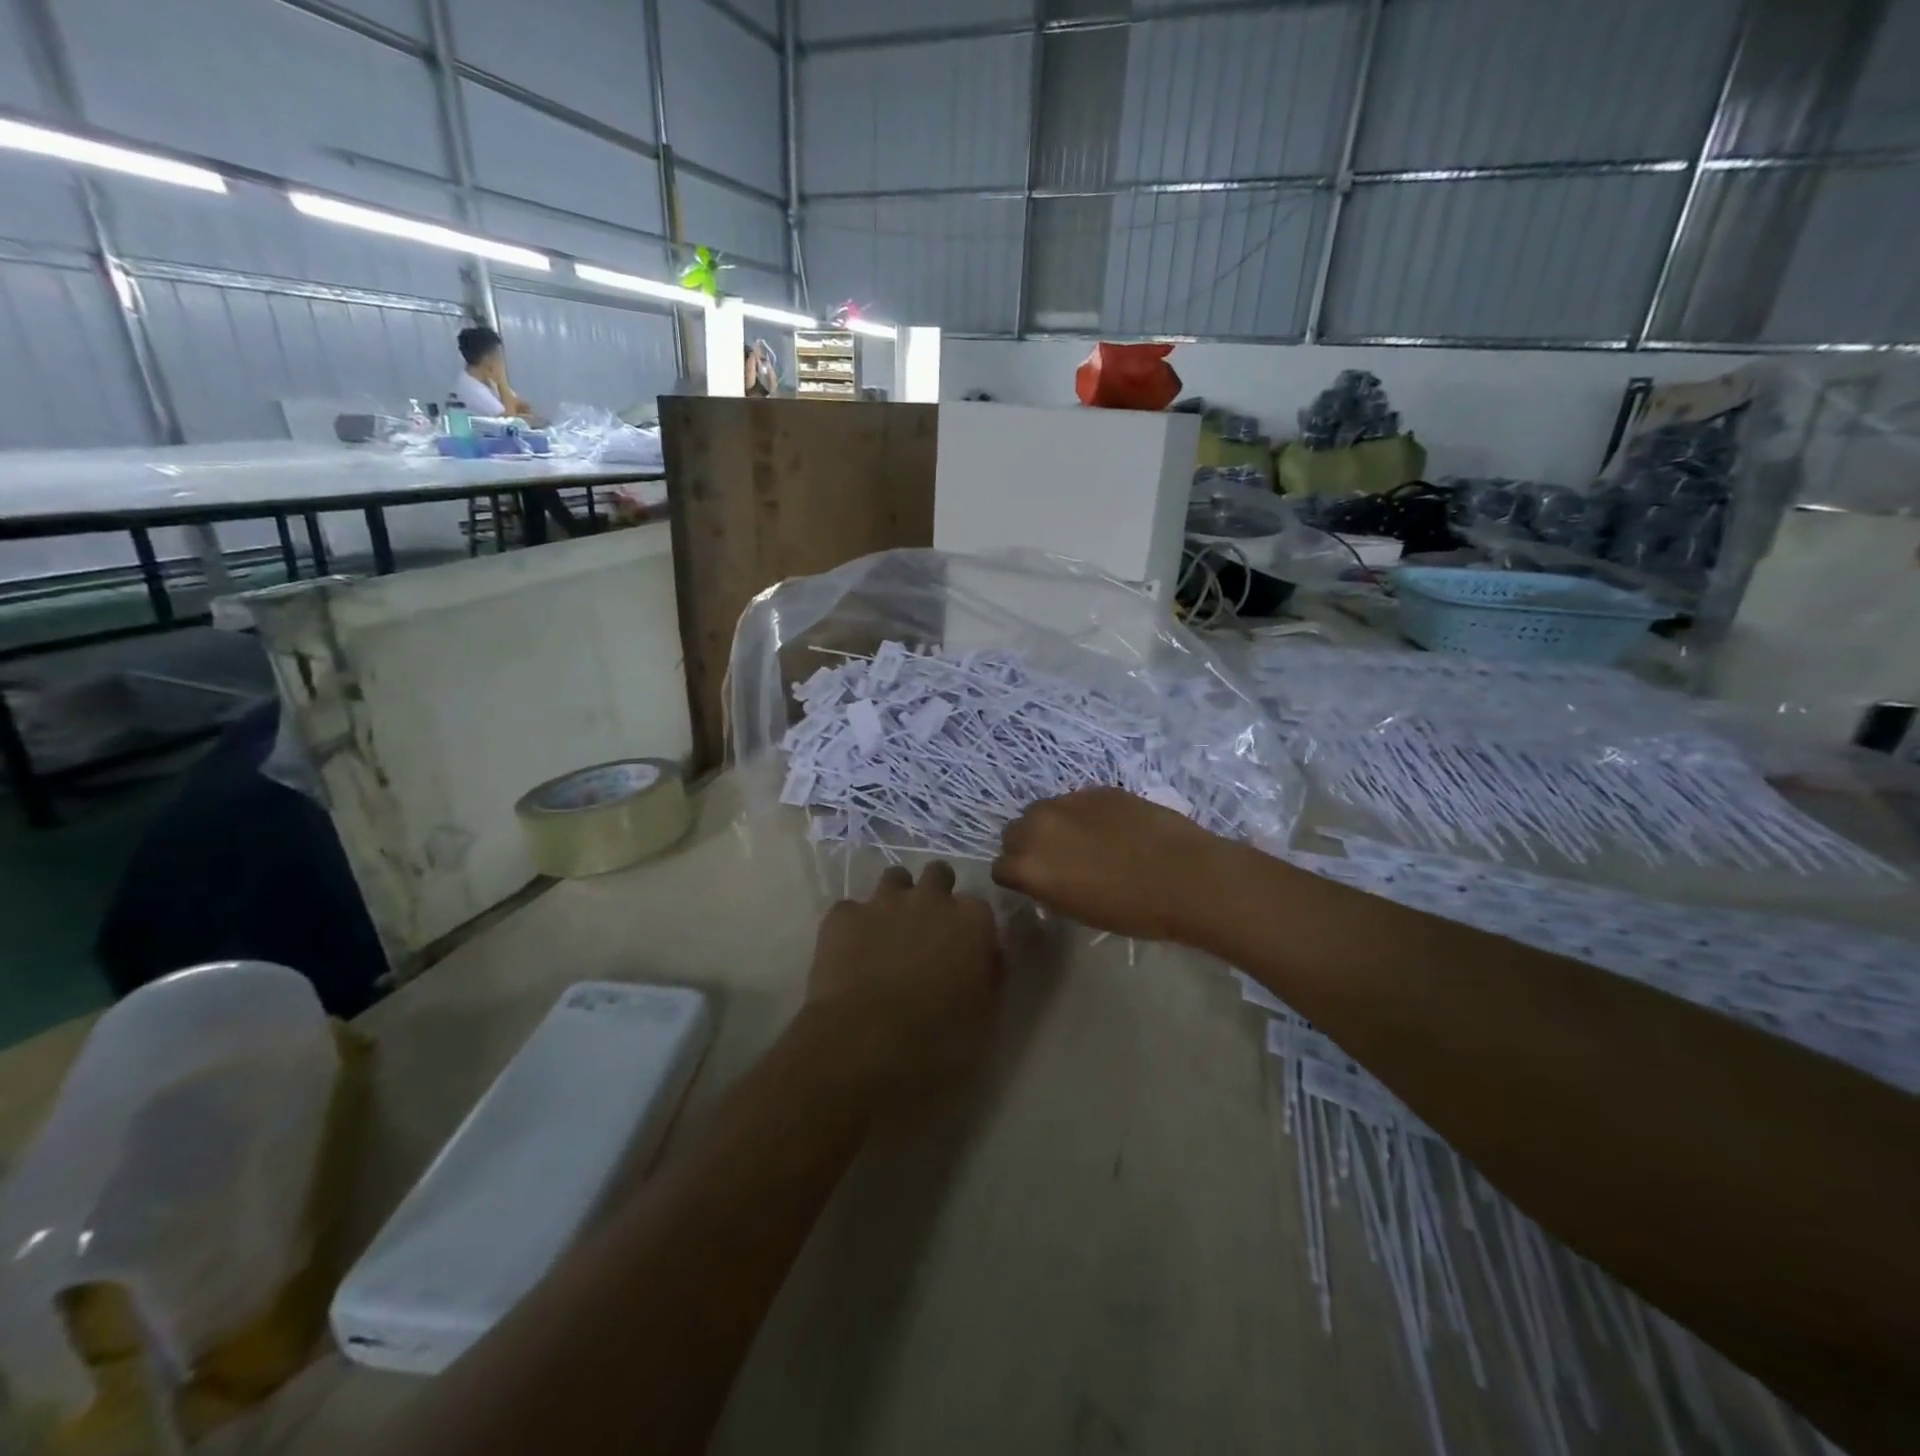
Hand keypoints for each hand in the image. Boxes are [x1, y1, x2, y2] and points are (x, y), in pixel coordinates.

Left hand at [803, 862, 1003, 1095]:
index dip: (968, 928)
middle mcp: (930, 898)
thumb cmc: (939, 1041)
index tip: (962, 950)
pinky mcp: (842, 916)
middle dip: (934, 894)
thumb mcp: (986, 1017)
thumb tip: (988, 956)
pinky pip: (850, 910)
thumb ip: (990, 975)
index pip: (977, 907)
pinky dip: (852, 926)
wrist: (866, 1046)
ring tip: (887, 933)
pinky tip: (849, 953)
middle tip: (926, 931)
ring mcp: (883, 902)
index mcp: (972, 919)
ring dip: (895, 899)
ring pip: (894, 879)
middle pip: (937, 875)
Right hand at [992, 788, 1241, 942]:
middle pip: (1014, 833)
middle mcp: (1037, 827)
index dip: (1018, 877)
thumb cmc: (1132, 910)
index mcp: (1028, 866)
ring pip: (1041, 811)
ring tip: (1083, 841)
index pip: (1000, 868)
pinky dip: (1082, 814)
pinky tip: (1110, 829)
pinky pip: (1074, 801)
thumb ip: (1048, 887)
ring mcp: (1067, 803)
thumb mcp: (1077, 910)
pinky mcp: (1095, 789)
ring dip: (1052, 825)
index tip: (1038, 884)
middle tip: (1058, 862)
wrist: (1184, 876)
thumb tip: (1045, 878)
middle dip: (1028, 846)